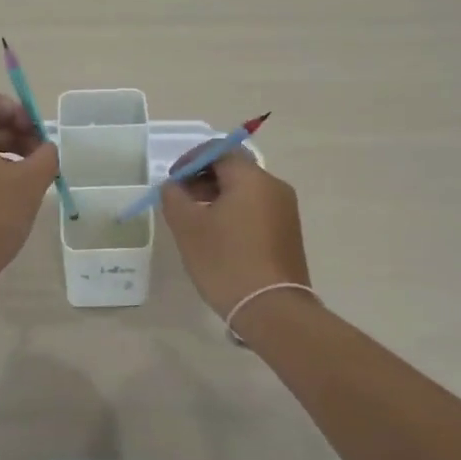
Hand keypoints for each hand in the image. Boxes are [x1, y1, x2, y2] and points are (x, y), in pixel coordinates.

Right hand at [159, 147, 310, 317]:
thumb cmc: (226, 261)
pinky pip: (256, 208)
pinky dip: (234, 211)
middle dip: (203, 178)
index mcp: (251, 178)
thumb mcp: (188, 227)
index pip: (219, 150)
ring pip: (245, 190)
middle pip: (234, 168)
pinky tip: (218, 236)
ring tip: (196, 220)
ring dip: (218, 196)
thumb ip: (174, 197)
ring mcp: (285, 210)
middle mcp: (273, 186)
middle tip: (180, 199)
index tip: (173, 180)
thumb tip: (174, 186)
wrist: (272, 309)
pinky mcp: (288, 232)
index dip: (191, 159)